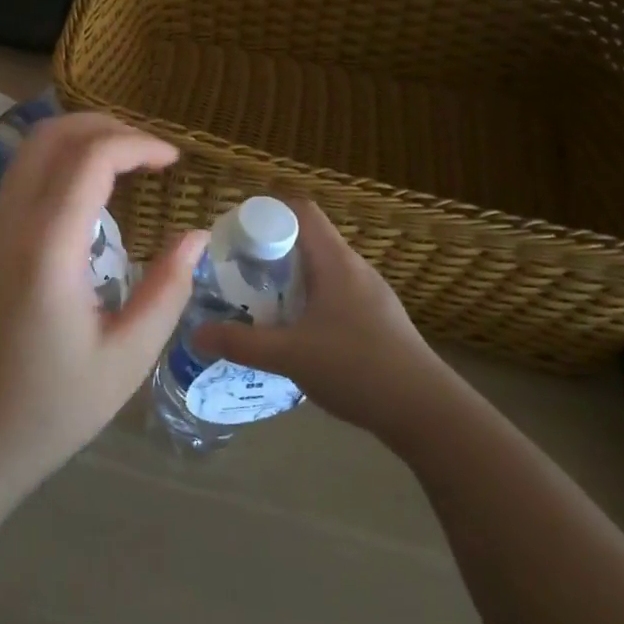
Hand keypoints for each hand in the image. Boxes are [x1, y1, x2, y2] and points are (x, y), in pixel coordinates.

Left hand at [0, 114, 207, 487]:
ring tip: (128, 162)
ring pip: (30, 150)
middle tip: (152, 152)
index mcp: (48, 248)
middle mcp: (10, 223)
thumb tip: (197, 236)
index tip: (174, 161)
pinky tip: (91, 192)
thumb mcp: (128, 356)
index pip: (90, 158)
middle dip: (107, 127)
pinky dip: (60, 162)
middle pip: (52, 135)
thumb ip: (168, 288)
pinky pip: (21, 176)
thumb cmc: (55, 406)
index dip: (138, 144)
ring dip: (80, 140)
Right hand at [191, 199, 442, 436]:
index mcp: (335, 261)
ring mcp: (371, 295)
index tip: (235, 236)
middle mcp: (355, 268)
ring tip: (260, 303)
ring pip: (321, 270)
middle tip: (238, 274)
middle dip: (270, 252)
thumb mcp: (289, 355)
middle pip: (307, 240)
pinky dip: (309, 301)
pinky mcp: (379, 321)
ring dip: (289, 280)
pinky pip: (335, 295)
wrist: (427, 413)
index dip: (266, 213)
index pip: (300, 211)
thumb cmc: (357, 368)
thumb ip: (240, 343)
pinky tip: (295, 334)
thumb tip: (196, 333)